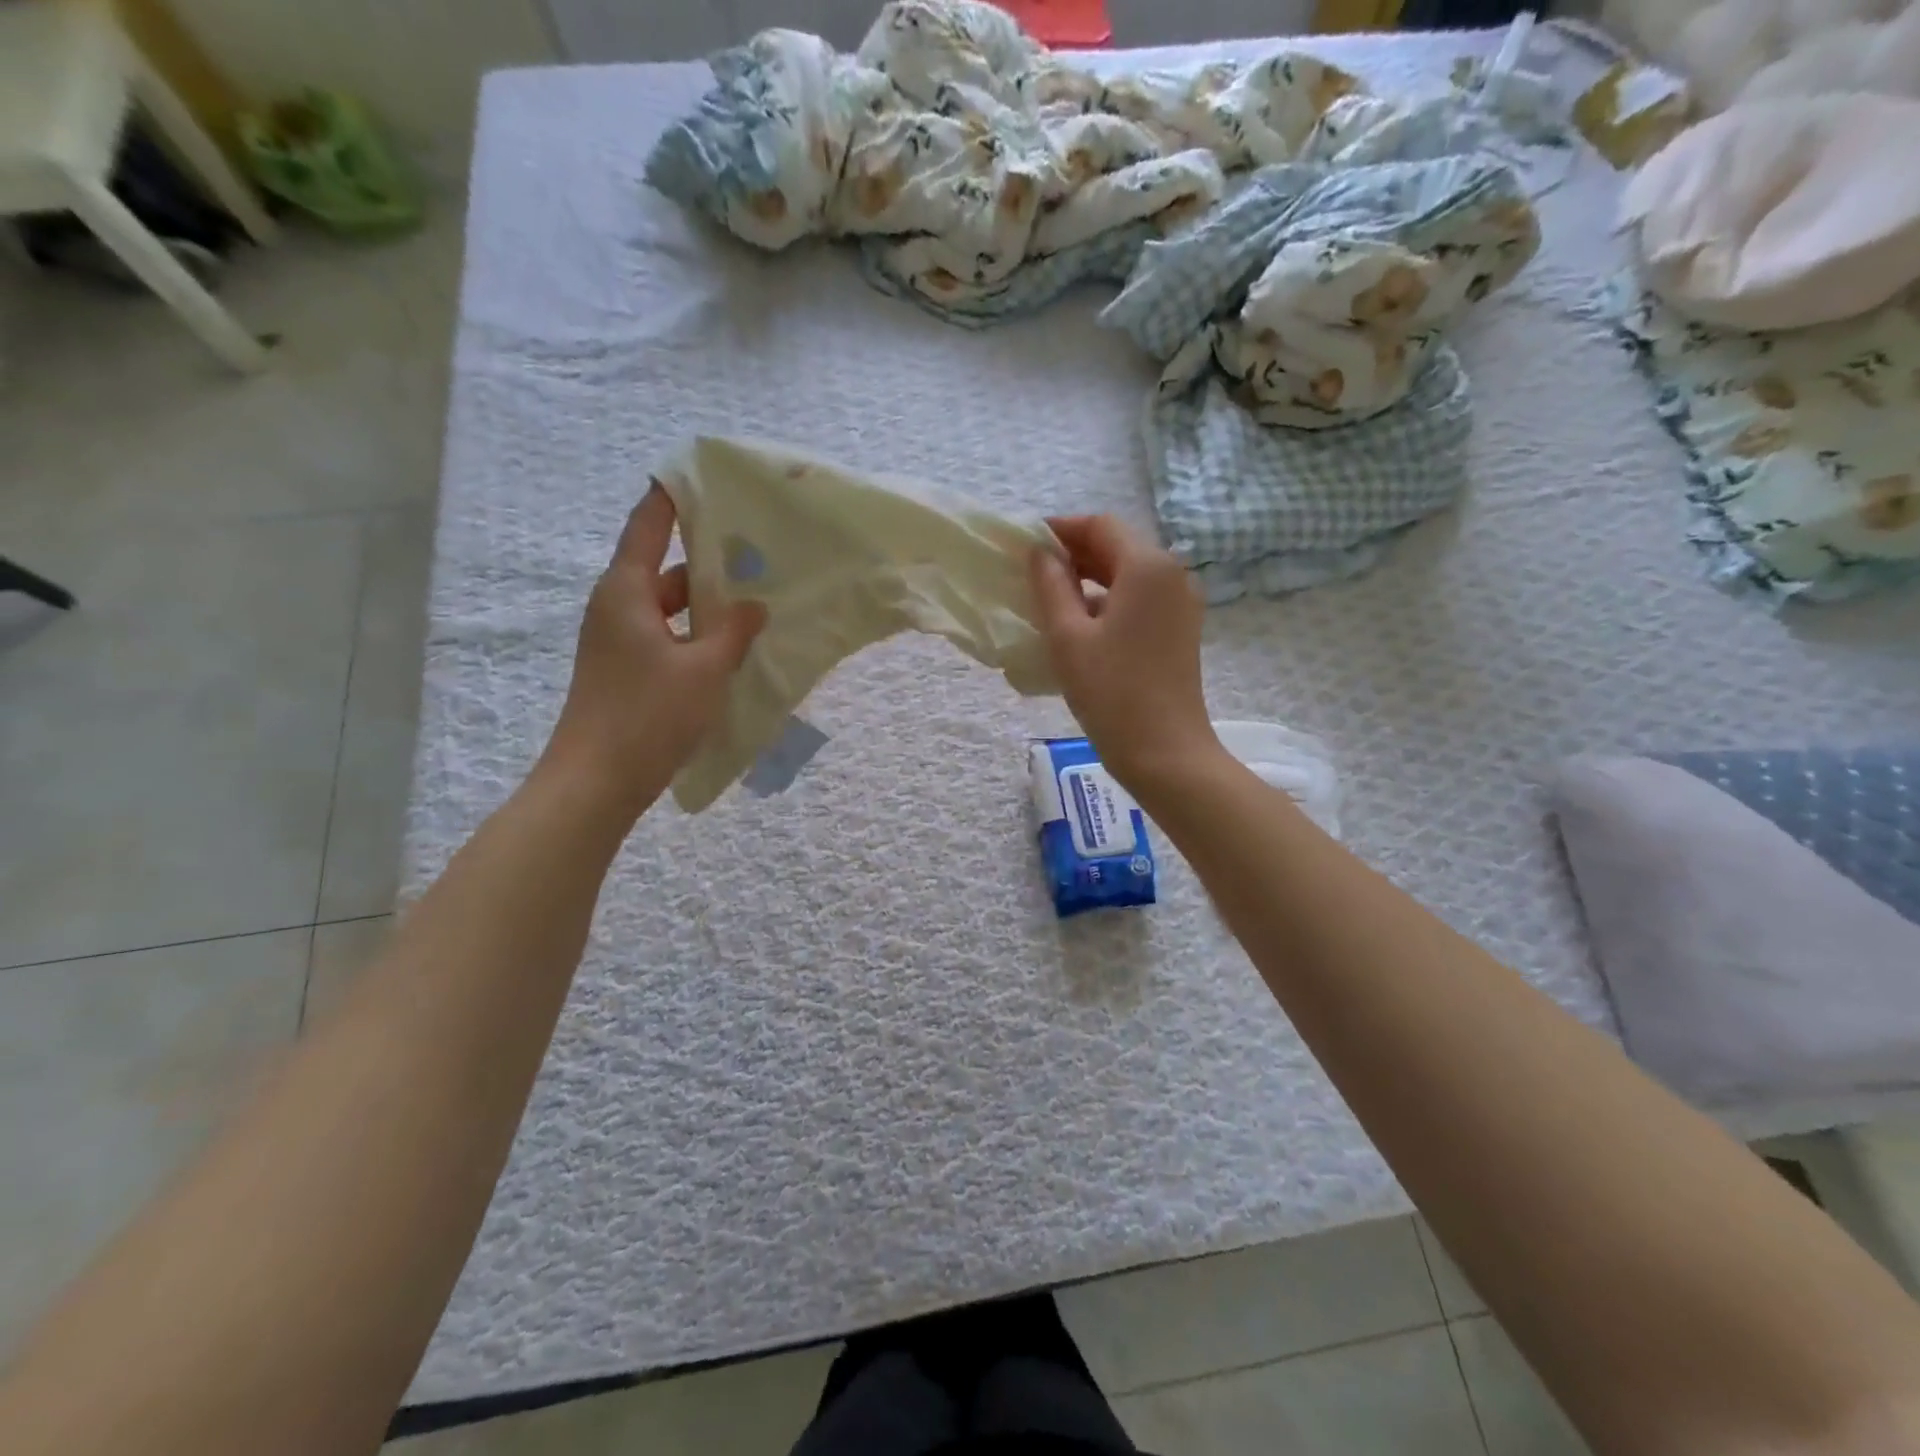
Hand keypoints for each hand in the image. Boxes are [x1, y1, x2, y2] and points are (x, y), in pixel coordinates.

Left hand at [543, 486, 764, 807]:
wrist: (596, 782)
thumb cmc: (647, 715)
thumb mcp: (704, 670)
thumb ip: (733, 632)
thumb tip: (754, 605)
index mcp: (626, 591)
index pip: (649, 523)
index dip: (675, 495)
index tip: (707, 475)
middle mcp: (617, 606)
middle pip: (666, 567)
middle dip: (710, 561)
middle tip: (759, 553)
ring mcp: (619, 640)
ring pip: (670, 607)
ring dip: (708, 606)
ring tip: (757, 602)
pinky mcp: (627, 670)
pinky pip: (668, 636)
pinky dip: (697, 636)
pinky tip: (733, 648)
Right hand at [1028, 514, 1219, 790]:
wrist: (1165, 752)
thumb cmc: (1111, 692)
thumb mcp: (1068, 637)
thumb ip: (1050, 586)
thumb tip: (1040, 553)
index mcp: (1147, 566)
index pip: (1100, 526)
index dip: (1061, 529)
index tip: (1025, 543)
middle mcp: (1172, 574)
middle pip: (1118, 546)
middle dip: (1075, 553)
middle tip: (1031, 571)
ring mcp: (1181, 603)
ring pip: (1129, 574)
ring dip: (1090, 577)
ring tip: (1049, 597)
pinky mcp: (1180, 629)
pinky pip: (1140, 598)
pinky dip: (1109, 599)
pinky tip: (1080, 622)